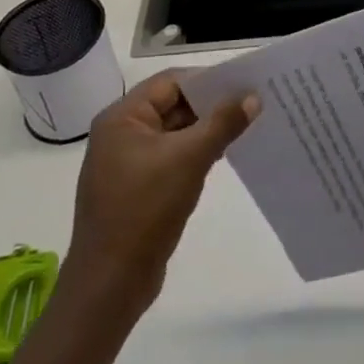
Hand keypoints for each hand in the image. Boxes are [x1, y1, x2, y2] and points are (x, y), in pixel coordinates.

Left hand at [66, 71, 259, 316]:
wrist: (110, 283)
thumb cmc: (145, 210)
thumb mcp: (190, 159)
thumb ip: (223, 122)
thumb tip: (253, 96)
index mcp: (122, 118)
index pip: (171, 82)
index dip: (208, 80)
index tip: (244, 83)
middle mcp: (120, 133)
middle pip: (173, 104)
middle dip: (211, 105)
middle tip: (252, 103)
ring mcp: (126, 162)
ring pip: (175, 131)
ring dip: (206, 129)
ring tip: (246, 126)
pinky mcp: (136, 187)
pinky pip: (171, 156)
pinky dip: (196, 152)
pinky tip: (224, 155)